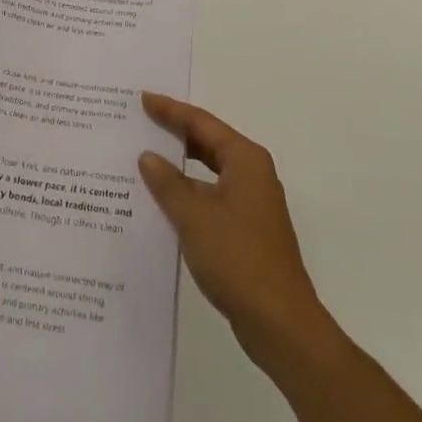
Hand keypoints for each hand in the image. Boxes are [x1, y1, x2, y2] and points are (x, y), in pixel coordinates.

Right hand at [139, 93, 333, 373]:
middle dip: (175, 132)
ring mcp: (252, 203)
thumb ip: (168, 183)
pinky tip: (163, 200)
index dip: (171, 110)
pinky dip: (188, 191)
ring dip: (180, 165)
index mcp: (245, 160)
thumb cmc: (237, 259)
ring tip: (144, 156)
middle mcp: (252, 174)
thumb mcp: (194, 217)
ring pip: (209, 170)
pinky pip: (211, 195)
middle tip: (141, 121)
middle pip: (208, 142)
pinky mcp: (247, 229)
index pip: (202, 123)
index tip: (143, 98)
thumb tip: (148, 156)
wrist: (280, 323)